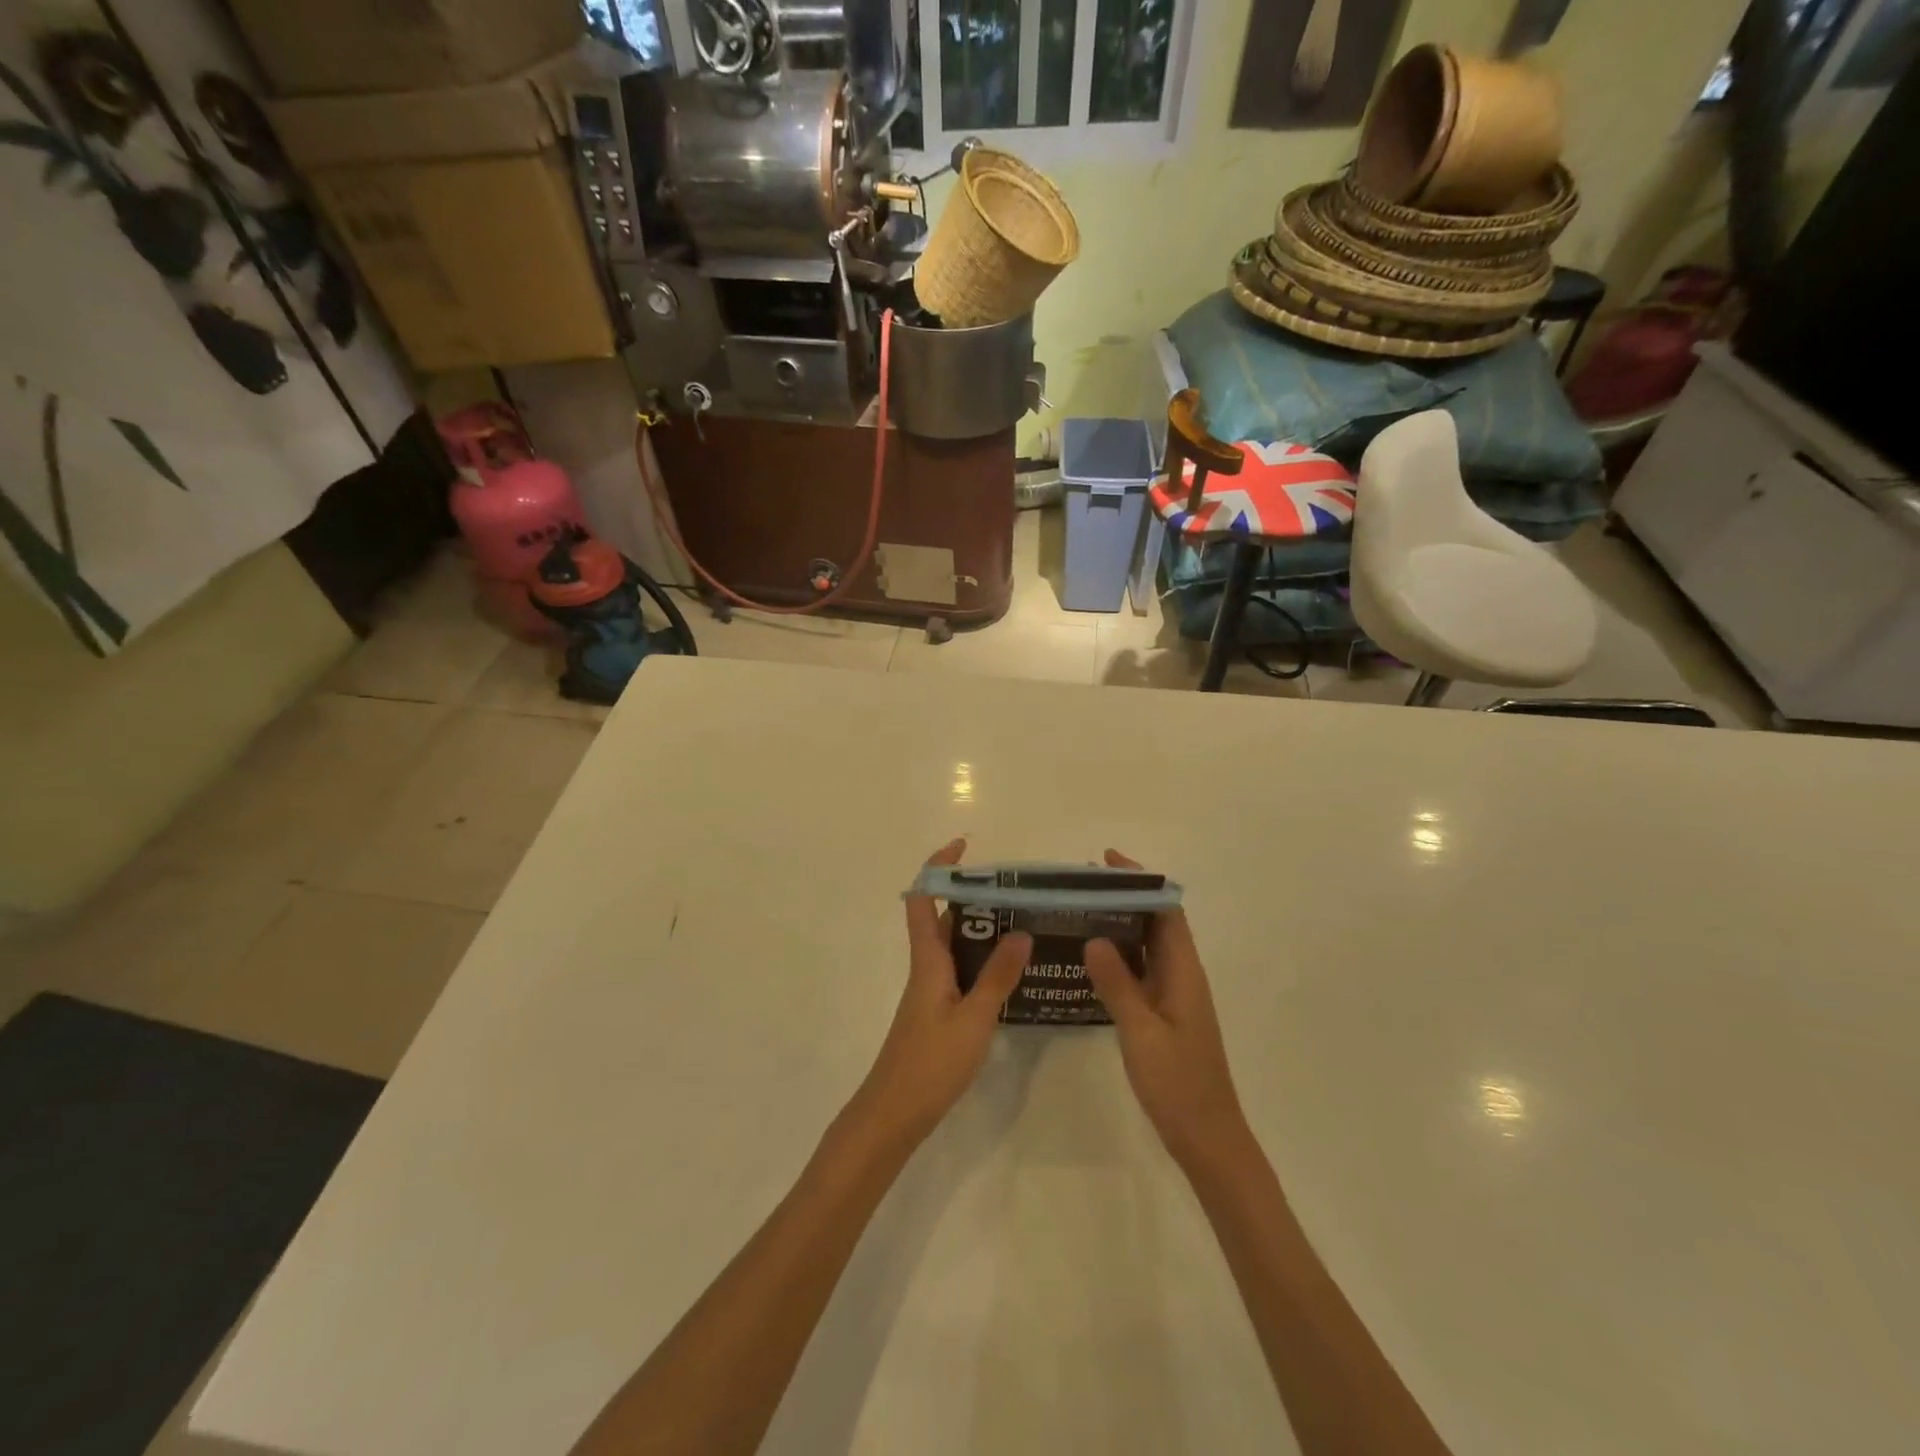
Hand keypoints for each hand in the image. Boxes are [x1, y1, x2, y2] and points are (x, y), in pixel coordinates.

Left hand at [850, 838, 1031, 1148]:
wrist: (894, 1113)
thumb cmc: (930, 1062)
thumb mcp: (973, 1018)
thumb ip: (997, 976)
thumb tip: (1020, 931)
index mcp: (928, 959)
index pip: (923, 898)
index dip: (939, 868)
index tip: (964, 847)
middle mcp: (927, 966)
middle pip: (944, 918)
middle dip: (975, 898)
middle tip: (1017, 892)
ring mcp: (931, 989)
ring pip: (954, 945)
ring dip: (982, 930)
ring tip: (1025, 923)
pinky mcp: (938, 1010)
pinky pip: (960, 970)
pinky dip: (982, 961)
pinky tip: (1011, 972)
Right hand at [1083, 850, 1248, 1172]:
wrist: (1207, 1138)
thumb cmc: (1178, 1084)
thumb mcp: (1141, 1032)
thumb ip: (1118, 984)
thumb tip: (1095, 937)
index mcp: (1184, 973)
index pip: (1166, 911)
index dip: (1141, 882)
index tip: (1107, 862)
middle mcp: (1182, 976)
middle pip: (1157, 923)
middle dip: (1126, 898)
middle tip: (1082, 885)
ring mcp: (1175, 997)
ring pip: (1148, 947)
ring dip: (1121, 925)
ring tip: (1080, 911)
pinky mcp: (1165, 1015)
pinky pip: (1142, 971)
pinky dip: (1119, 956)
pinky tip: (1091, 959)